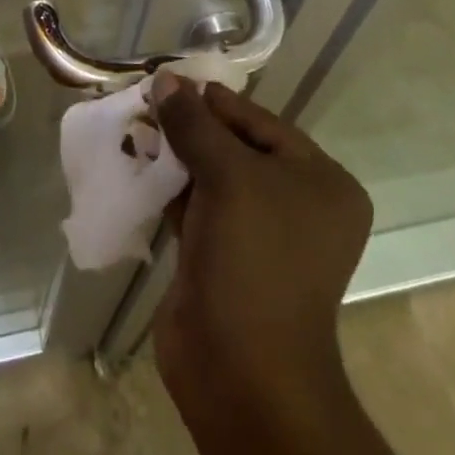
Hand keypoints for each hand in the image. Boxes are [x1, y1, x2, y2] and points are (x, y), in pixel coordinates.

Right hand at [151, 75, 377, 453]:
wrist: (243, 377)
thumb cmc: (255, 260)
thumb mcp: (228, 177)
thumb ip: (194, 123)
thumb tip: (165, 78)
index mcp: (319, 182)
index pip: (259, 122)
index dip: (214, 100)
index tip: (170, 78)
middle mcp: (296, 204)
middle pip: (235, 146)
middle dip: (190, 125)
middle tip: (147, 98)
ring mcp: (258, 235)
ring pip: (211, 176)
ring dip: (175, 153)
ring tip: (135, 122)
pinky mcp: (222, 257)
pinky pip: (194, 207)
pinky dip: (168, 186)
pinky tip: (136, 162)